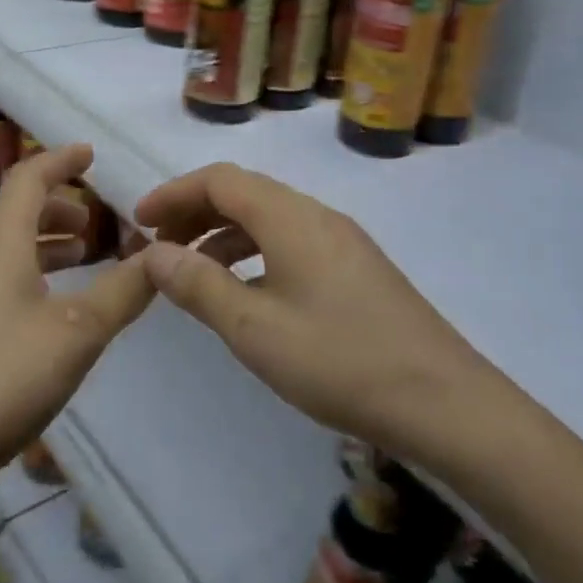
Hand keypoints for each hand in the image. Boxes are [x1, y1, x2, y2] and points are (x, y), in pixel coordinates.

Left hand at [0, 144, 152, 502]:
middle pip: (14, 211)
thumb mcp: (79, 330)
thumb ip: (124, 290)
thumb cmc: (3, 376)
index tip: (90, 154)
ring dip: (45, 241)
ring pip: (7, 249)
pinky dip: (34, 274)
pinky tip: (57, 309)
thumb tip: (162, 256)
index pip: (28, 179)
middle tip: (96, 218)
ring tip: (85, 255)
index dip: (60, 160)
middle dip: (56, 204)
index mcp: (0, 244)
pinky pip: (2, 280)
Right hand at [135, 162, 481, 468]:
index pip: (220, 179)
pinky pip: (291, 241)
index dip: (174, 193)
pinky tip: (246, 291)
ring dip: (224, 234)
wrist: (444, 402)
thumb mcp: (254, 328)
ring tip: (193, 272)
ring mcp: (342, 240)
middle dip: (195, 212)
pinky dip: (255, 252)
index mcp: (290, 217)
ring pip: (269, 218)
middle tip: (160, 248)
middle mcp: (316, 215)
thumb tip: (153, 252)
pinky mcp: (356, 267)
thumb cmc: (339, 361)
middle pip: (244, 193)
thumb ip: (199, 285)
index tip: (139, 221)